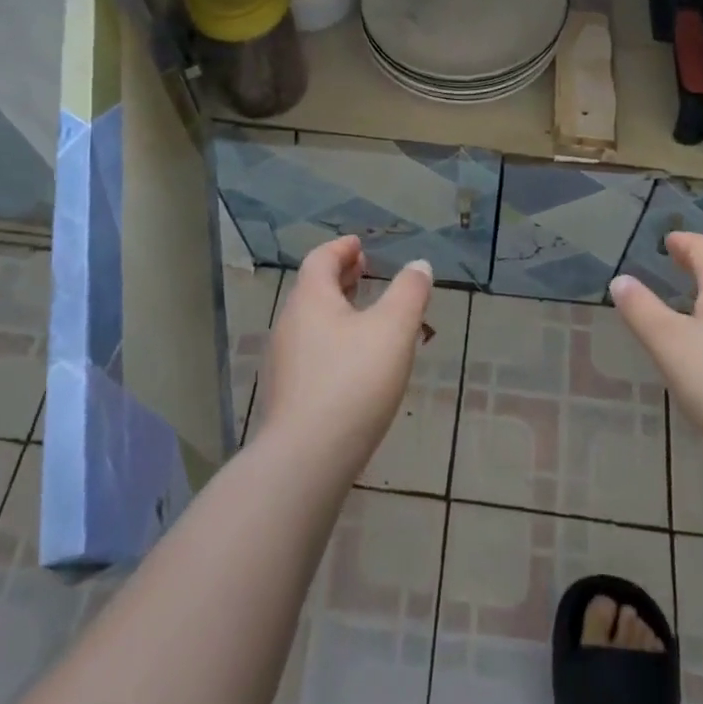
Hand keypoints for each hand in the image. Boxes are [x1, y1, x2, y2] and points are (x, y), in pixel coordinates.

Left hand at [255, 236, 432, 477]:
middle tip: (365, 272)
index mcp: (311, 299)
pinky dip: (333, 340)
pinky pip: (311, 351)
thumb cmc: (354, 381)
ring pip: (312, 322)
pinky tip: (354, 362)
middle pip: (314, 289)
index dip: (342, 249)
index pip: (321, 259)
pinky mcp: (287, 394)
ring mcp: (283, 362)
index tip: (360, 246)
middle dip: (340, 277)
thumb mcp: (394, 329)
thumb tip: (419, 265)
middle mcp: (290, 324)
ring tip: (366, 316)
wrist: (307, 458)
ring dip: (337, 310)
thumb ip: (409, 293)